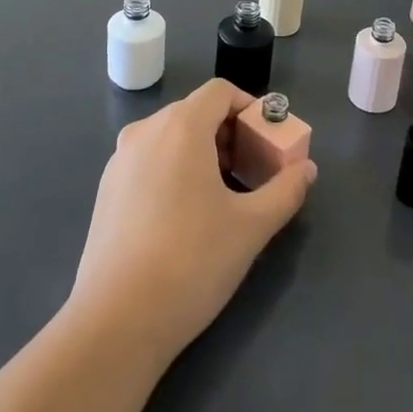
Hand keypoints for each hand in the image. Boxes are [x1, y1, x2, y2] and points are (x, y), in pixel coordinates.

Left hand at [71, 79, 317, 363]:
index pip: (220, 92)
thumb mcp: (251, 227)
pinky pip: (149, 160)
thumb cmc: (192, 261)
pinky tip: (183, 217)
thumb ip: (285, 190)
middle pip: (195, 112)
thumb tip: (306, 169)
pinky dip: (173, 169)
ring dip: (201, 152)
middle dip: (229, 134)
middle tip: (252, 172)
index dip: (250, 108)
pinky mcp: (106, 189)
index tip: (268, 142)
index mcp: (180, 126)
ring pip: (170, 137)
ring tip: (221, 197)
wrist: (116, 320)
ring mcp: (119, 160)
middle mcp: (146, 131)